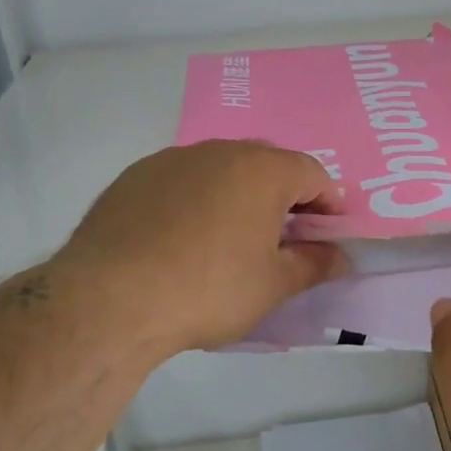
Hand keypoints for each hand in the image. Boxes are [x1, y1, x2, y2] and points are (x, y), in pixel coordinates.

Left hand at [45, 140, 347, 356]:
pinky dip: (195, 202)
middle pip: (266, 165)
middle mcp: (218, 151)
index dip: (328, 203)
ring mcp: (171, 160)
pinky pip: (181, 183)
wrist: (110, 299)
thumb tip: (339, 257)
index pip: (312, 173)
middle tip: (283, 239)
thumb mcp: (273, 285)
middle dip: (283, 198)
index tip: (328, 234)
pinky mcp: (134, 177)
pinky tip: (183, 241)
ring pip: (220, 171)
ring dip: (237, 197)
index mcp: (261, 169)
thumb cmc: (209, 289)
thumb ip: (314, 265)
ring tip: (231, 241)